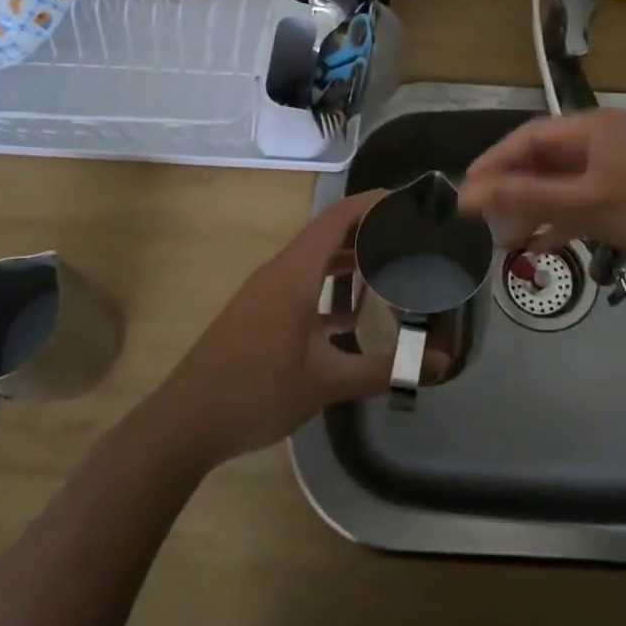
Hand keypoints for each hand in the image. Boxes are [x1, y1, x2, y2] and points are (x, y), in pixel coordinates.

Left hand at [151, 192, 392, 466]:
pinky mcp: (261, 316)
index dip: (373, 203)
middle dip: (369, 231)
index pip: (338, 217)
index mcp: (295, 273)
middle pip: (329, 235)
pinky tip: (358, 318)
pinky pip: (304, 287)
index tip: (409, 202)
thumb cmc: (257, 391)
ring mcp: (267, 294)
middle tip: (411, 237)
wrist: (185, 424)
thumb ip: (384, 369)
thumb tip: (439, 362)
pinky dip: (332, 291)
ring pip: (316, 263)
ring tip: (393, 269)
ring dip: (350, 262)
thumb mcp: (327, 381)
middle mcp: (280, 273)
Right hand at [460, 109, 625, 259]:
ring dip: (538, 205)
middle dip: (513, 188)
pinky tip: (549, 241)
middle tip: (485, 217)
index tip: (467, 191)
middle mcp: (602, 136)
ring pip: (566, 179)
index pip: (526, 139)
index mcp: (589, 129)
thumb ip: (526, 198)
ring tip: (509, 236)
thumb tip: (471, 193)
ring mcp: (622, 159)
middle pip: (545, 158)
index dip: (493, 163)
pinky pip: (589, 193)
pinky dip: (567, 214)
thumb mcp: (584, 205)